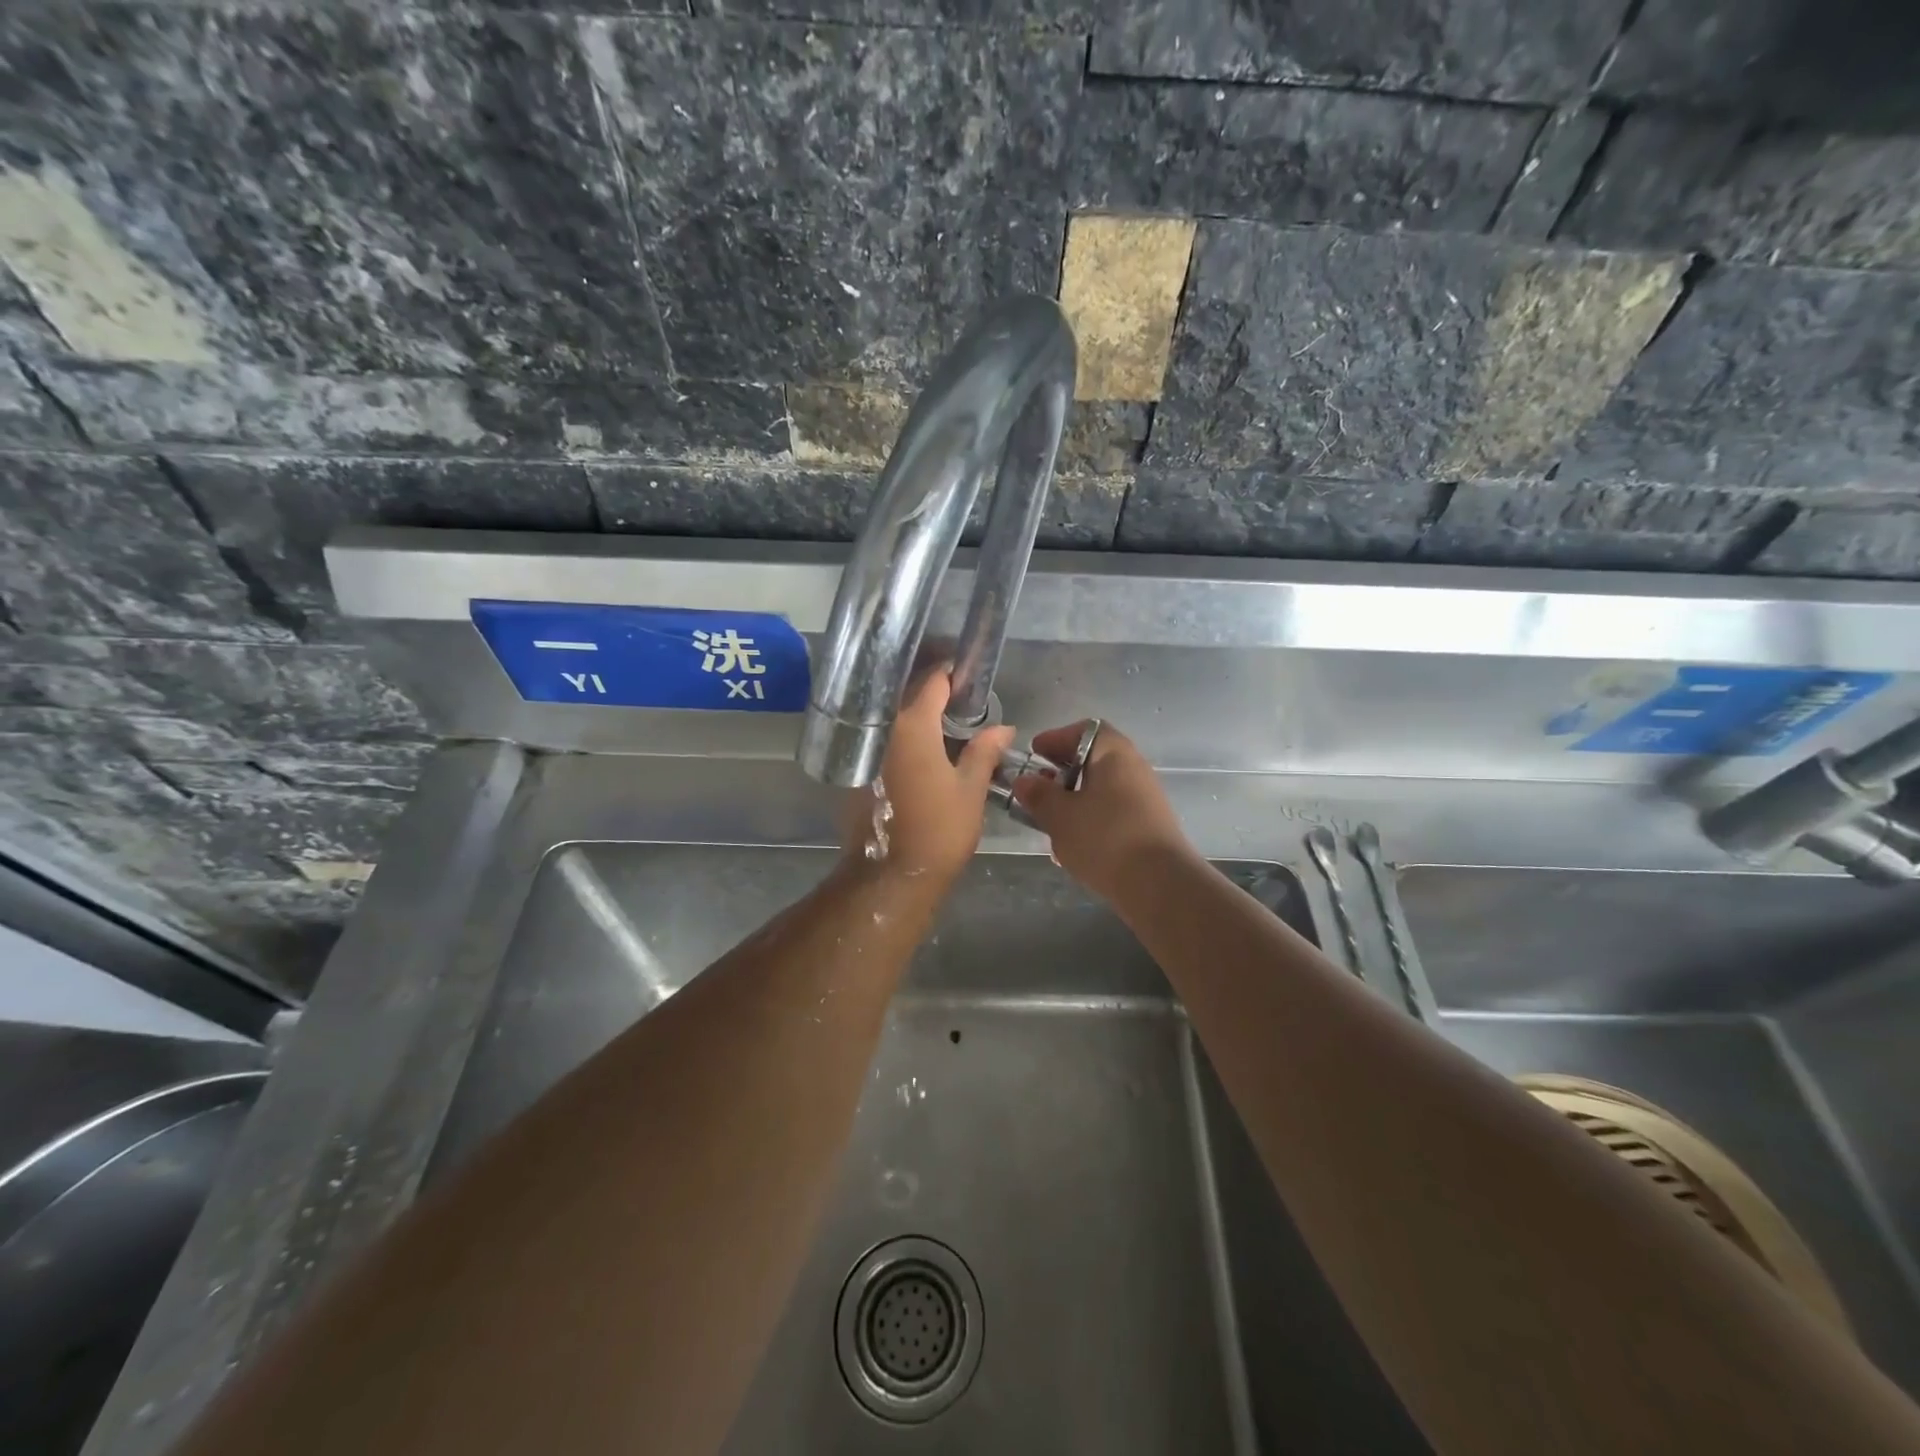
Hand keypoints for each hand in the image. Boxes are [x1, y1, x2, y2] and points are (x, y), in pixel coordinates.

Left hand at [842, 669, 1015, 887]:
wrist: (890, 876)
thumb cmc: (938, 830)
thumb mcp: (970, 789)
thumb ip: (984, 751)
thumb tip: (1003, 727)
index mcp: (912, 725)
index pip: (933, 682)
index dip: (953, 675)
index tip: (969, 676)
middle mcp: (882, 728)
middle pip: (907, 694)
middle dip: (933, 691)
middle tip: (961, 698)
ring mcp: (865, 749)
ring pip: (891, 716)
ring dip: (914, 713)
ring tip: (944, 720)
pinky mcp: (857, 769)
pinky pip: (881, 737)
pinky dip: (900, 734)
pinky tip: (921, 746)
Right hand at [1011, 722, 1194, 900]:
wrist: (1159, 885)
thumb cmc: (1104, 838)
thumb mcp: (1060, 815)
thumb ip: (1038, 795)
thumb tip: (1024, 781)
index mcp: (1114, 754)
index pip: (1085, 730)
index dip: (1057, 739)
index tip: (1034, 755)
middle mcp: (1134, 769)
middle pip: (1094, 759)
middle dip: (1062, 773)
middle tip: (1037, 790)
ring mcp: (1145, 799)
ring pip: (1102, 789)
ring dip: (1074, 800)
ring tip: (1050, 821)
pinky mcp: (1148, 827)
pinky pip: (1112, 813)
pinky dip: (1090, 820)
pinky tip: (1074, 844)